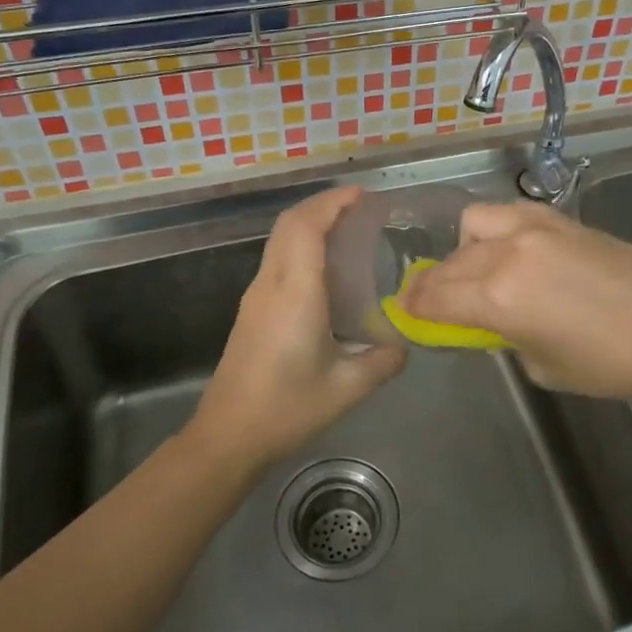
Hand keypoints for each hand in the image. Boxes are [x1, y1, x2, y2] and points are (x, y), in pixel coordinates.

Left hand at [188, 186, 406, 469]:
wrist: (227, 436)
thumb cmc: (286, 409)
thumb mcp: (346, 389)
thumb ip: (382, 361)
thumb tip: (403, 345)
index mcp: (295, 293)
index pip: (306, 227)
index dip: (332, 202)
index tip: (362, 194)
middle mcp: (270, 285)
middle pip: (289, 224)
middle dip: (322, 205)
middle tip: (359, 207)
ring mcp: (255, 297)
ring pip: (279, 241)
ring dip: (309, 224)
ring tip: (346, 230)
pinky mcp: (251, 311)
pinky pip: (277, 260)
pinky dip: (300, 246)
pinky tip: (324, 269)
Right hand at [401, 202, 631, 398]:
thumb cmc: (611, 363)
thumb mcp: (542, 366)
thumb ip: (504, 337)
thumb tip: (490, 321)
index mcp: (499, 298)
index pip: (436, 297)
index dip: (413, 308)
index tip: (405, 314)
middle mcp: (507, 253)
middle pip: (450, 264)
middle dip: (433, 285)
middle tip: (433, 302)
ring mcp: (534, 228)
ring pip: (473, 224)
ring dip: (462, 249)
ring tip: (475, 271)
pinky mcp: (559, 219)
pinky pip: (508, 214)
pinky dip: (494, 230)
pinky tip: (507, 250)